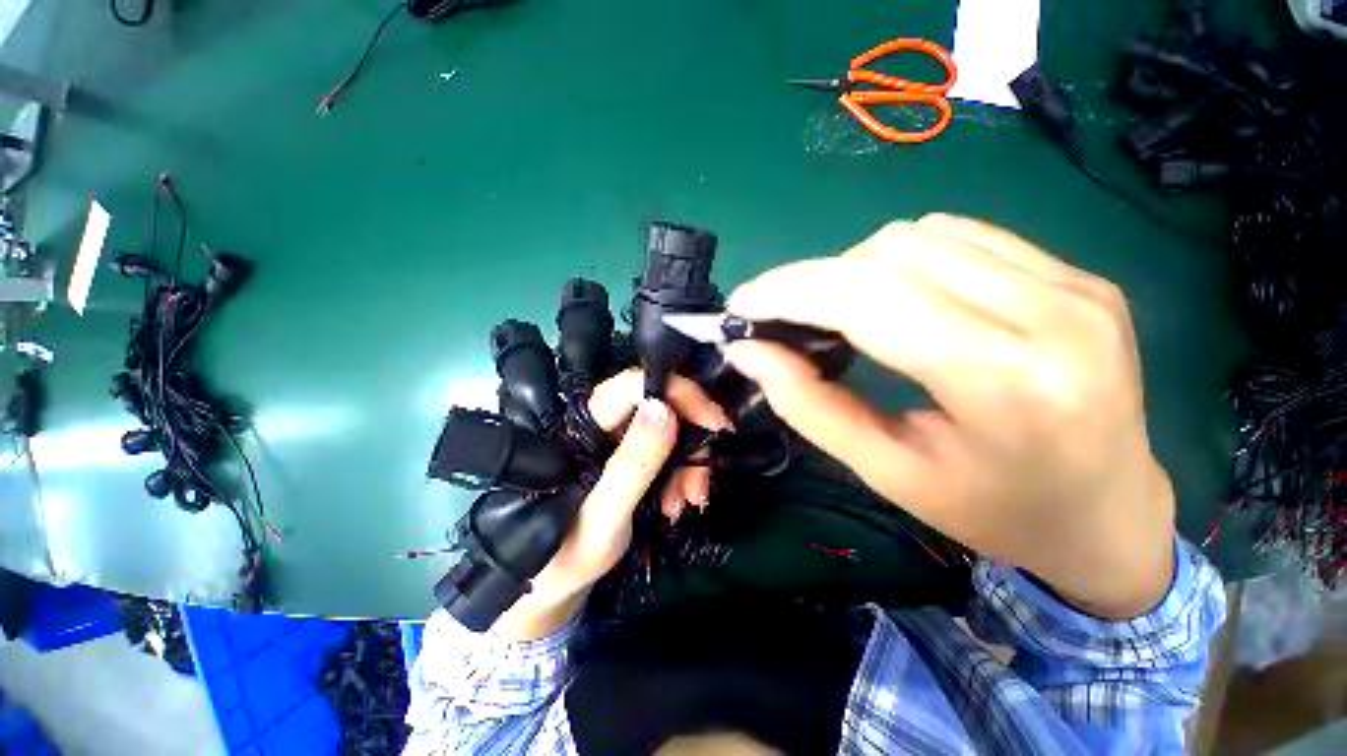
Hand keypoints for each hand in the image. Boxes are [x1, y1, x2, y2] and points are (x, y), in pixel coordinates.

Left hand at [493, 370, 730, 639]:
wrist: (558, 583)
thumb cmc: (568, 556)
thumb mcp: (603, 518)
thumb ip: (632, 465)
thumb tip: (663, 406)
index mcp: (584, 428)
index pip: (634, 383)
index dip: (679, 393)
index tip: (715, 424)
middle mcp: (604, 423)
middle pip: (662, 405)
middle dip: (692, 441)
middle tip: (699, 486)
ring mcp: (620, 438)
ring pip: (673, 428)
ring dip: (689, 464)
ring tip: (683, 504)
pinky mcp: (633, 454)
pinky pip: (671, 449)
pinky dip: (683, 473)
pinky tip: (676, 503)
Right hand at [723, 214, 1174, 618]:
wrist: (1110, 515)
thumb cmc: (995, 512)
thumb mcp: (887, 473)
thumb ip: (809, 405)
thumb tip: (748, 352)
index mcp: (1006, 384)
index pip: (871, 299)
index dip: (792, 291)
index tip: (743, 305)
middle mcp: (1053, 314)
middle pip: (891, 254)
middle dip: (816, 281)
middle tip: (787, 320)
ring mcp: (1074, 284)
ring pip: (920, 236)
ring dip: (857, 270)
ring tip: (844, 315)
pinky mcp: (1078, 274)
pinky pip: (961, 237)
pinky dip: (904, 261)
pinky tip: (901, 300)